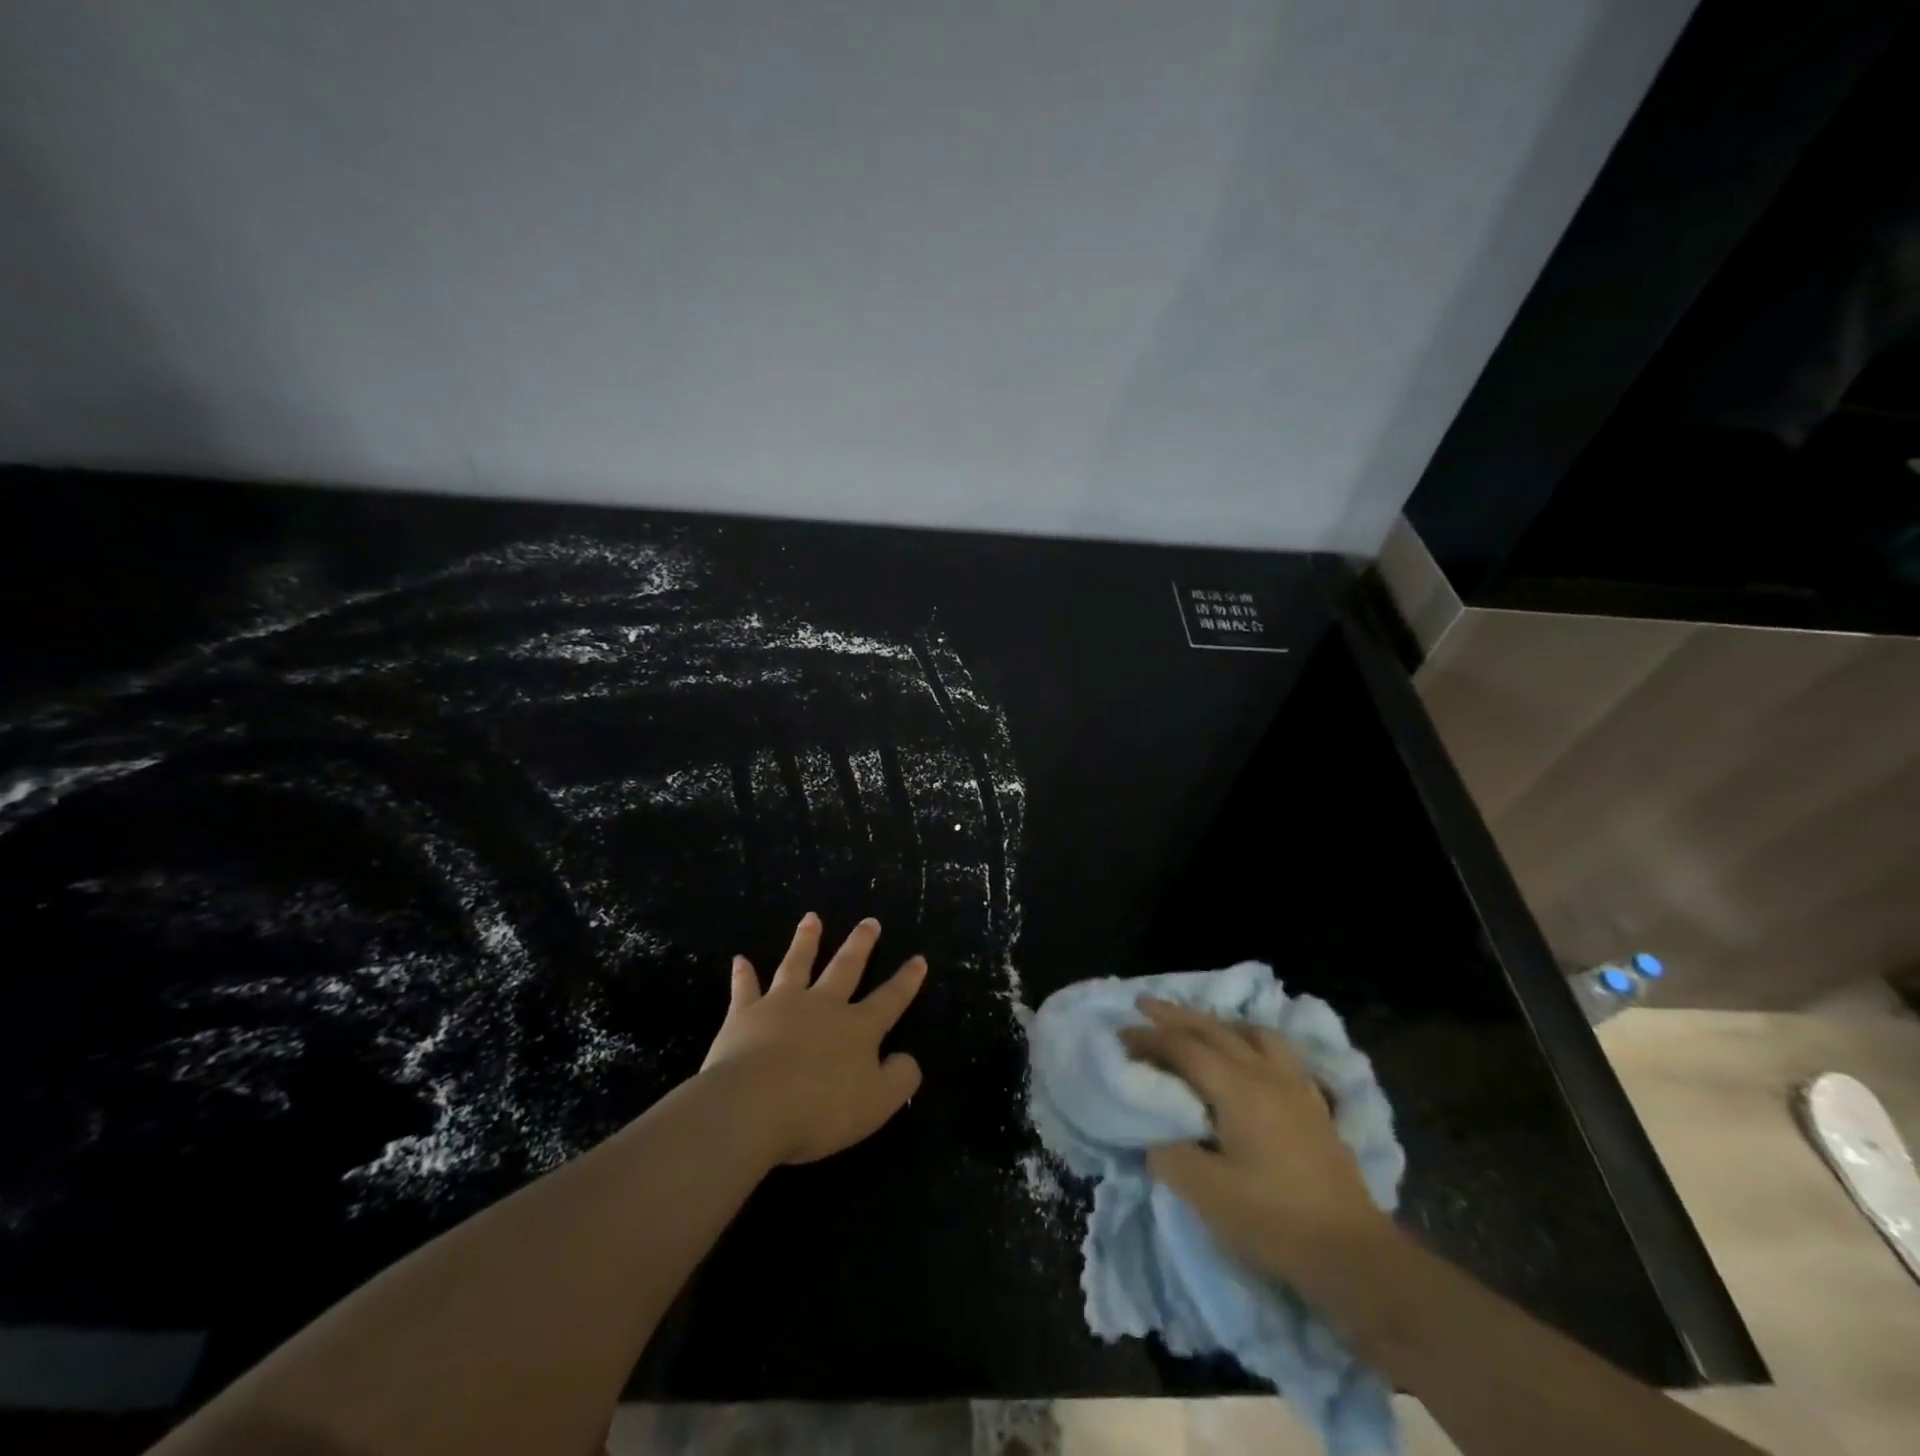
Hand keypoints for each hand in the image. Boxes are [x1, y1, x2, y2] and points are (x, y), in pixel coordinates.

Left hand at [700, 912, 926, 1165]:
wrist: (751, 1107)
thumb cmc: (820, 1110)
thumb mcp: (877, 1104)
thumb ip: (900, 1079)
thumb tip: (908, 1058)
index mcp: (857, 1028)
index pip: (889, 999)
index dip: (906, 981)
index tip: (919, 958)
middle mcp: (822, 1006)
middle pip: (845, 968)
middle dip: (860, 944)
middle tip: (870, 921)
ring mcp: (781, 1006)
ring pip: (797, 965)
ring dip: (806, 940)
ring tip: (811, 917)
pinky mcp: (744, 1016)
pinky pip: (745, 989)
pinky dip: (744, 975)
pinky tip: (740, 960)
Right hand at [1121, 997, 1390, 1279]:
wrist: (1353, 1255)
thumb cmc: (1274, 1221)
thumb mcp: (1206, 1193)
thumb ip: (1169, 1154)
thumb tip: (1155, 1135)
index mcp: (1237, 1088)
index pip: (1184, 1047)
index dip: (1149, 1038)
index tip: (1121, 1035)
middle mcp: (1266, 1074)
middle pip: (1215, 1029)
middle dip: (1175, 1015)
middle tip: (1144, 1005)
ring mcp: (1296, 1087)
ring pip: (1252, 1033)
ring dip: (1218, 1023)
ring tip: (1199, 1027)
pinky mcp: (1315, 1106)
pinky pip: (1279, 1053)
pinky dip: (1252, 1042)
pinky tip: (1250, 1058)